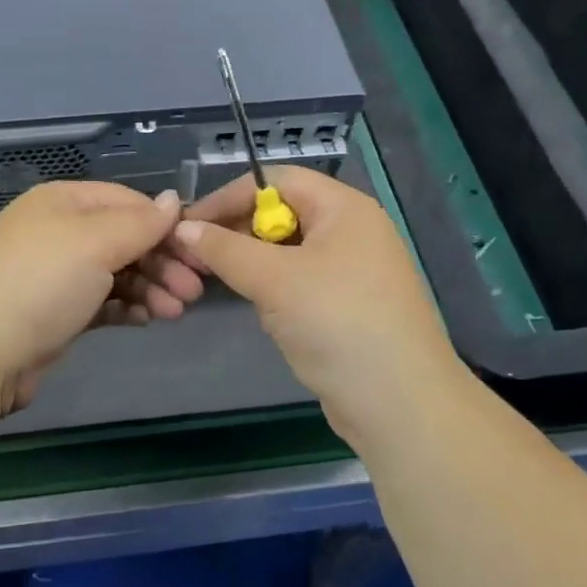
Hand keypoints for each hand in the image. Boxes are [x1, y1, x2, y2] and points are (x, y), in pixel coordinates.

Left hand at [0, 181, 203, 412]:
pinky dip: (127, 307)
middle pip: (124, 238)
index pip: (127, 202)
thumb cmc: (40, 282)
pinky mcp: (55, 313)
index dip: (164, 224)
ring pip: (116, 272)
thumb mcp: (94, 242)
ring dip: (150, 287)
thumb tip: (174, 199)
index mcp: (64, 201)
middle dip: (162, 262)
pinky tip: (147, 319)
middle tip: (195, 291)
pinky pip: (101, 301)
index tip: (198, 251)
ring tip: (176, 312)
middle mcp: (59, 231)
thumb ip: (140, 222)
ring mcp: (55, 273)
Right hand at [172, 166, 460, 450]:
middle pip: (282, 213)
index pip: (275, 180)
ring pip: (288, 251)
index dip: (229, 197)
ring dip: (253, 263)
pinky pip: (301, 281)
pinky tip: (259, 309)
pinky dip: (275, 289)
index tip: (189, 224)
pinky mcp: (349, 306)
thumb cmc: (337, 323)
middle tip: (196, 257)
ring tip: (219, 282)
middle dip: (238, 232)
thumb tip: (184, 228)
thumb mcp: (274, 280)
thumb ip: (225, 249)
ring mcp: (353, 270)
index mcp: (343, 207)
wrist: (402, 406)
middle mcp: (351, 230)